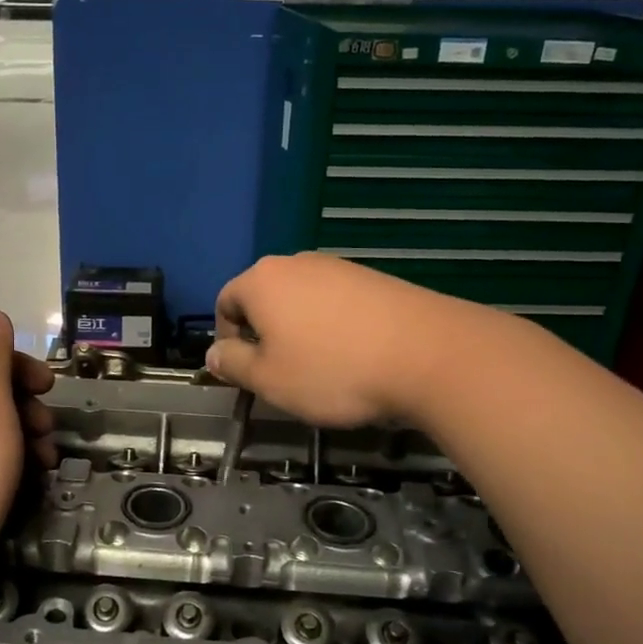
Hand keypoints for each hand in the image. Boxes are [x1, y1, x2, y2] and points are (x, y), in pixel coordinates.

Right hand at [208, 253, 480, 426]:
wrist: (429, 355)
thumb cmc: (332, 370)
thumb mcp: (269, 380)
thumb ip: (233, 364)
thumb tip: (213, 353)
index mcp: (261, 280)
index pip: (225, 302)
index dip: (227, 340)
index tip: (246, 372)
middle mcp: (296, 263)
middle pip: (264, 297)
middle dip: (264, 334)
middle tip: (280, 372)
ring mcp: (339, 267)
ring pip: (301, 300)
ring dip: (299, 331)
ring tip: (321, 367)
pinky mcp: (374, 278)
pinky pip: (336, 302)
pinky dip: (333, 326)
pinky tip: (354, 355)